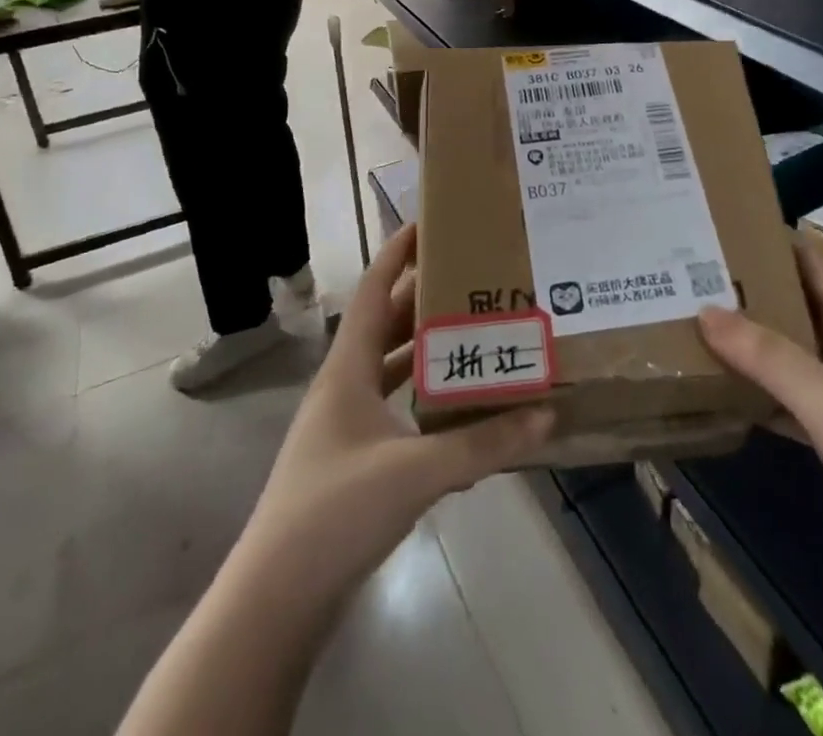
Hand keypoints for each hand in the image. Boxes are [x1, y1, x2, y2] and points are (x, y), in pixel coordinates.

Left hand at [242, 225, 552, 596]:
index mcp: (347, 368)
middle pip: (384, 324)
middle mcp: (343, 386)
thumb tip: (546, 412)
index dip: (396, 252)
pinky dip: (423, 396)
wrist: (276, 600)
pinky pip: (394, 408)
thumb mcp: (416, 472)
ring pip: (389, 367)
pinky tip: (458, 406)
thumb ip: (483, 443)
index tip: (429, 222)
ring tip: (473, 329)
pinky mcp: (353, 460)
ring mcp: (345, 425)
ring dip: (424, 347)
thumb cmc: (336, 511)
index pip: (372, 290)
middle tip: (471, 276)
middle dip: (423, 296)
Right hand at [698, 242, 822, 623]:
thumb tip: (706, 310)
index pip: (818, 270)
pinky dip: (762, 394)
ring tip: (700, 321)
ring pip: (794, 359)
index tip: (731, 223)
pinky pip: (793, 405)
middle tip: (698, 272)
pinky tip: (726, 391)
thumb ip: (768, 355)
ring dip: (754, 343)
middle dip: (755, 290)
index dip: (782, 242)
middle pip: (801, 311)